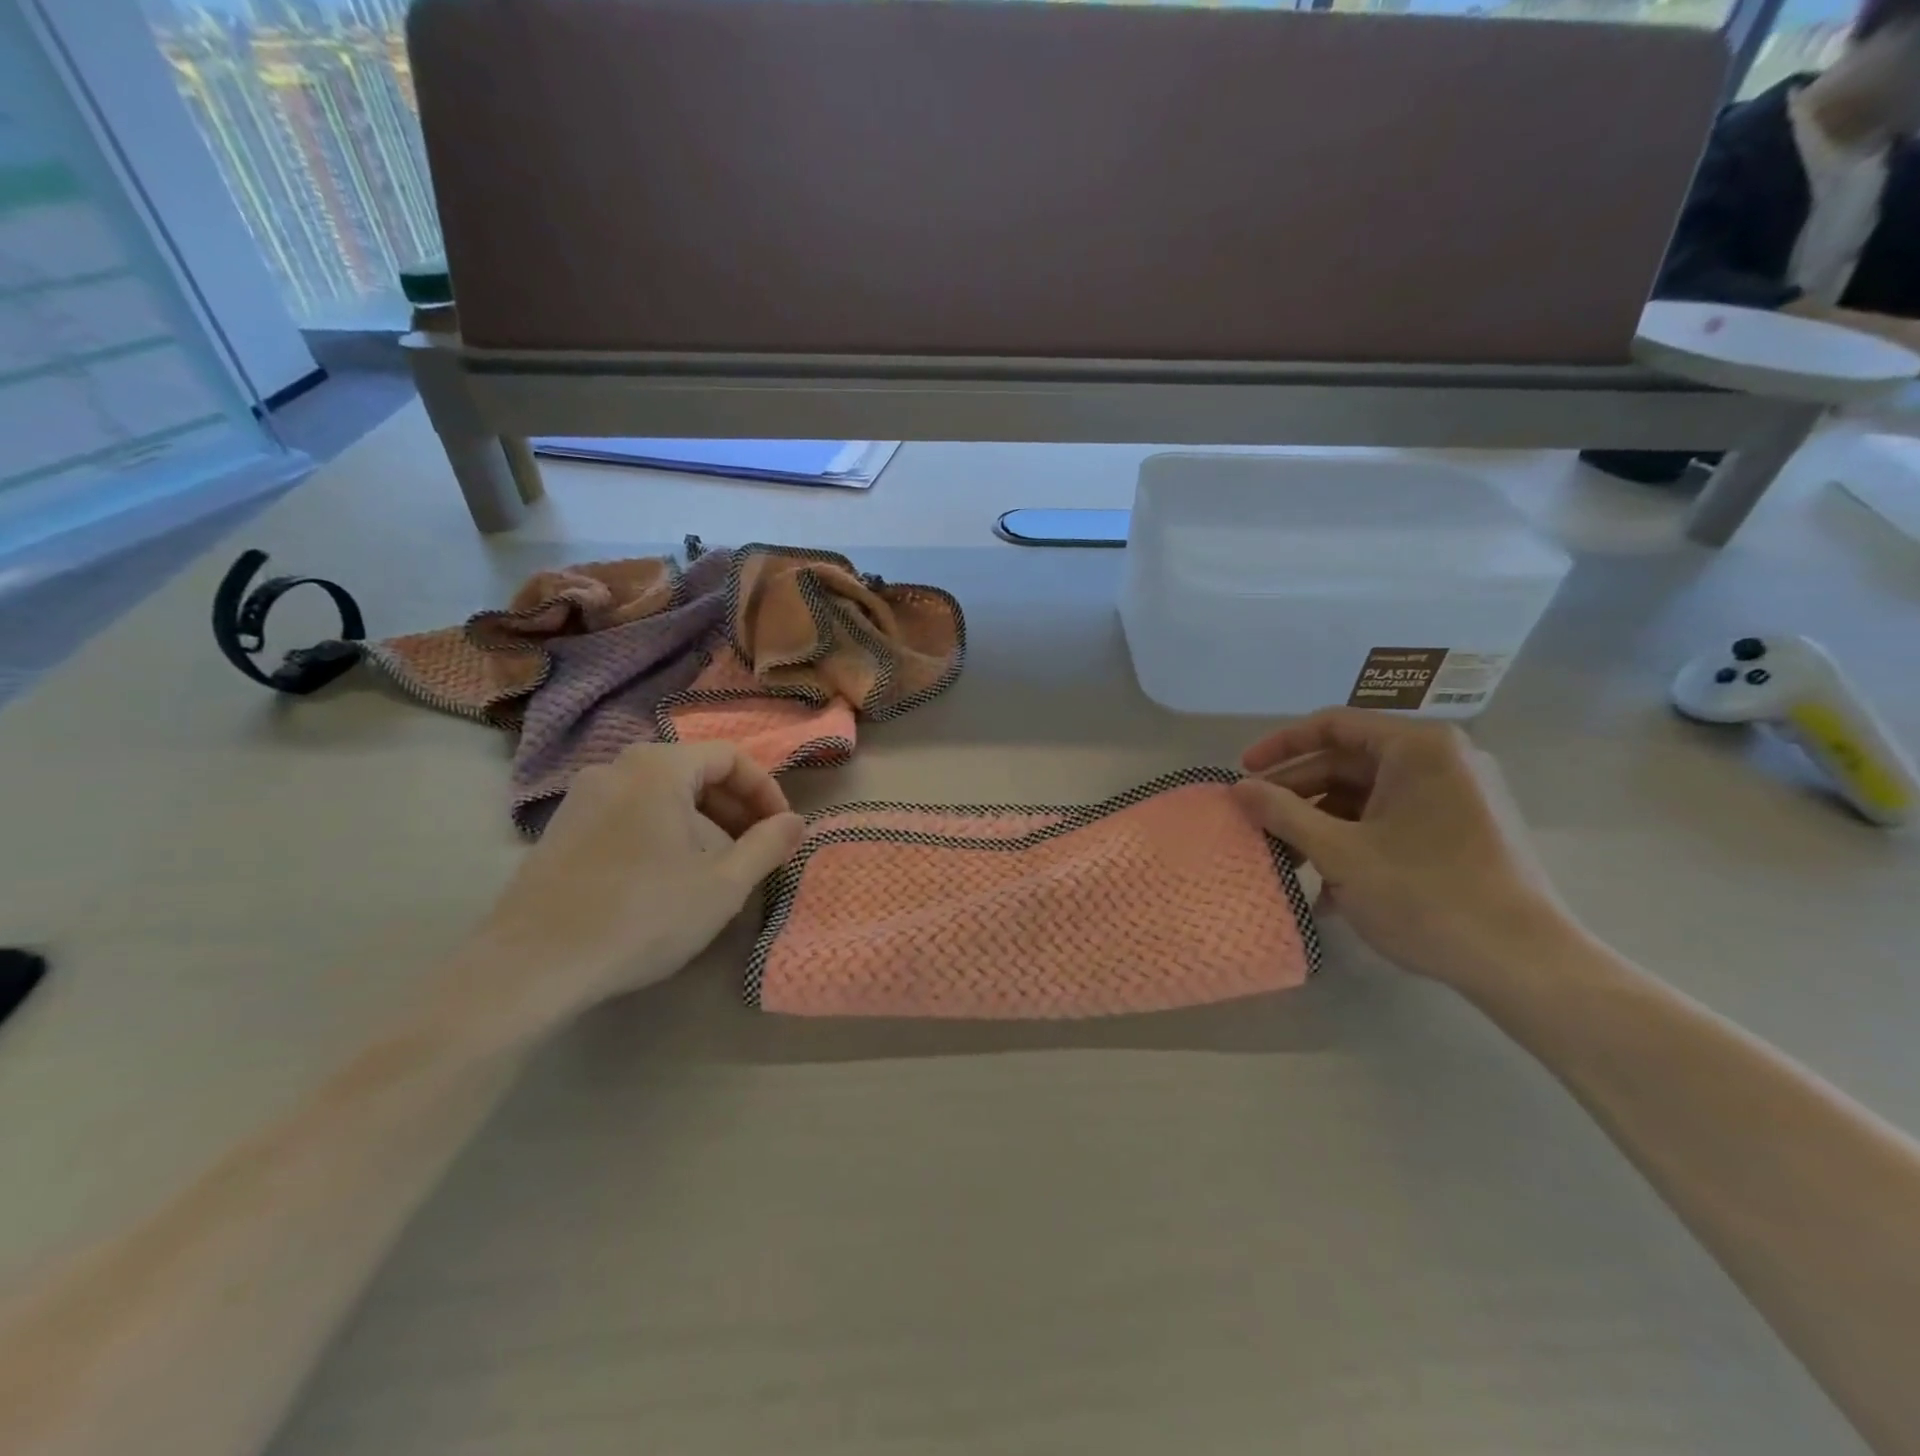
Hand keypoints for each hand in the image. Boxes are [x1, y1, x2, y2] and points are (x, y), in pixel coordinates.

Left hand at [444, 742, 804, 1043]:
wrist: (530, 967)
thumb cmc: (641, 916)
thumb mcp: (722, 885)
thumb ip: (767, 846)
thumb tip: (796, 822)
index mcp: (657, 768)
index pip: (730, 757)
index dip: (766, 791)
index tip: (782, 831)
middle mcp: (616, 769)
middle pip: (694, 772)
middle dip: (735, 808)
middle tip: (757, 850)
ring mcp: (581, 798)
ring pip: (661, 795)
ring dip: (702, 823)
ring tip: (717, 869)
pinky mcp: (560, 831)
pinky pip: (629, 814)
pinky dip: (663, 833)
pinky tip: (667, 879)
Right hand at [1233, 708, 1575, 989]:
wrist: (1526, 965)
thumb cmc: (1427, 896)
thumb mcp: (1340, 853)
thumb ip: (1283, 814)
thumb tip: (1237, 788)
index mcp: (1418, 748)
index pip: (1332, 726)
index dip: (1280, 747)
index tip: (1242, 774)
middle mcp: (1442, 760)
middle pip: (1348, 762)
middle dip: (1297, 793)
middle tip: (1256, 821)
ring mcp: (1457, 795)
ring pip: (1368, 795)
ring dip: (1321, 823)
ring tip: (1286, 859)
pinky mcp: (1463, 829)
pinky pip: (1393, 820)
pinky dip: (1355, 840)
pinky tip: (1328, 884)